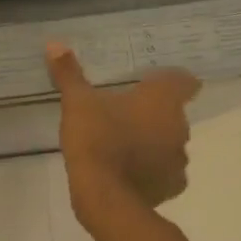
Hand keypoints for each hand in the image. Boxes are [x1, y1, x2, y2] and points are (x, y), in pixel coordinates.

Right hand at [46, 43, 199, 224]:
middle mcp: (179, 126)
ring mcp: (179, 159)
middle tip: (125, 114)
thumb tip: (54, 44)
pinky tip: (128, 172)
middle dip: (154, 113)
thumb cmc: (96, 140)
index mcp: (162, 100)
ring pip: (170, 143)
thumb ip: (69, 74)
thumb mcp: (77, 103)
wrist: (105, 196)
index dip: (172, 81)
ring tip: (123, 145)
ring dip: (153, 142)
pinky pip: (165, 172)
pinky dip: (151, 170)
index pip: (185, 81)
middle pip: (174, 113)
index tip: (152, 84)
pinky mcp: (172, 186)